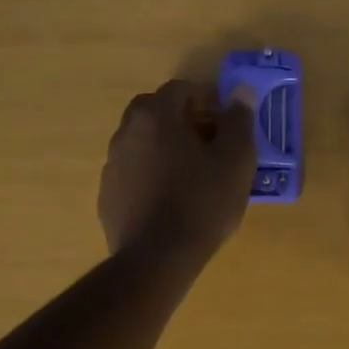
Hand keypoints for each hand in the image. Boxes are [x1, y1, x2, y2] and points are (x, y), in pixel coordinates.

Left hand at [100, 79, 256, 266]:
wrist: (157, 259)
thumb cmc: (202, 202)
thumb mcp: (235, 160)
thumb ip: (239, 120)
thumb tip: (241, 91)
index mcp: (155, 116)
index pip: (180, 89)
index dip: (207, 100)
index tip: (226, 122)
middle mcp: (126, 133)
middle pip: (155, 112)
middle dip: (182, 120)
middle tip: (210, 144)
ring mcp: (112, 166)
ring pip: (142, 143)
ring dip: (165, 148)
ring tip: (193, 176)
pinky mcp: (107, 196)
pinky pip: (133, 173)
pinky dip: (151, 176)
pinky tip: (171, 201)